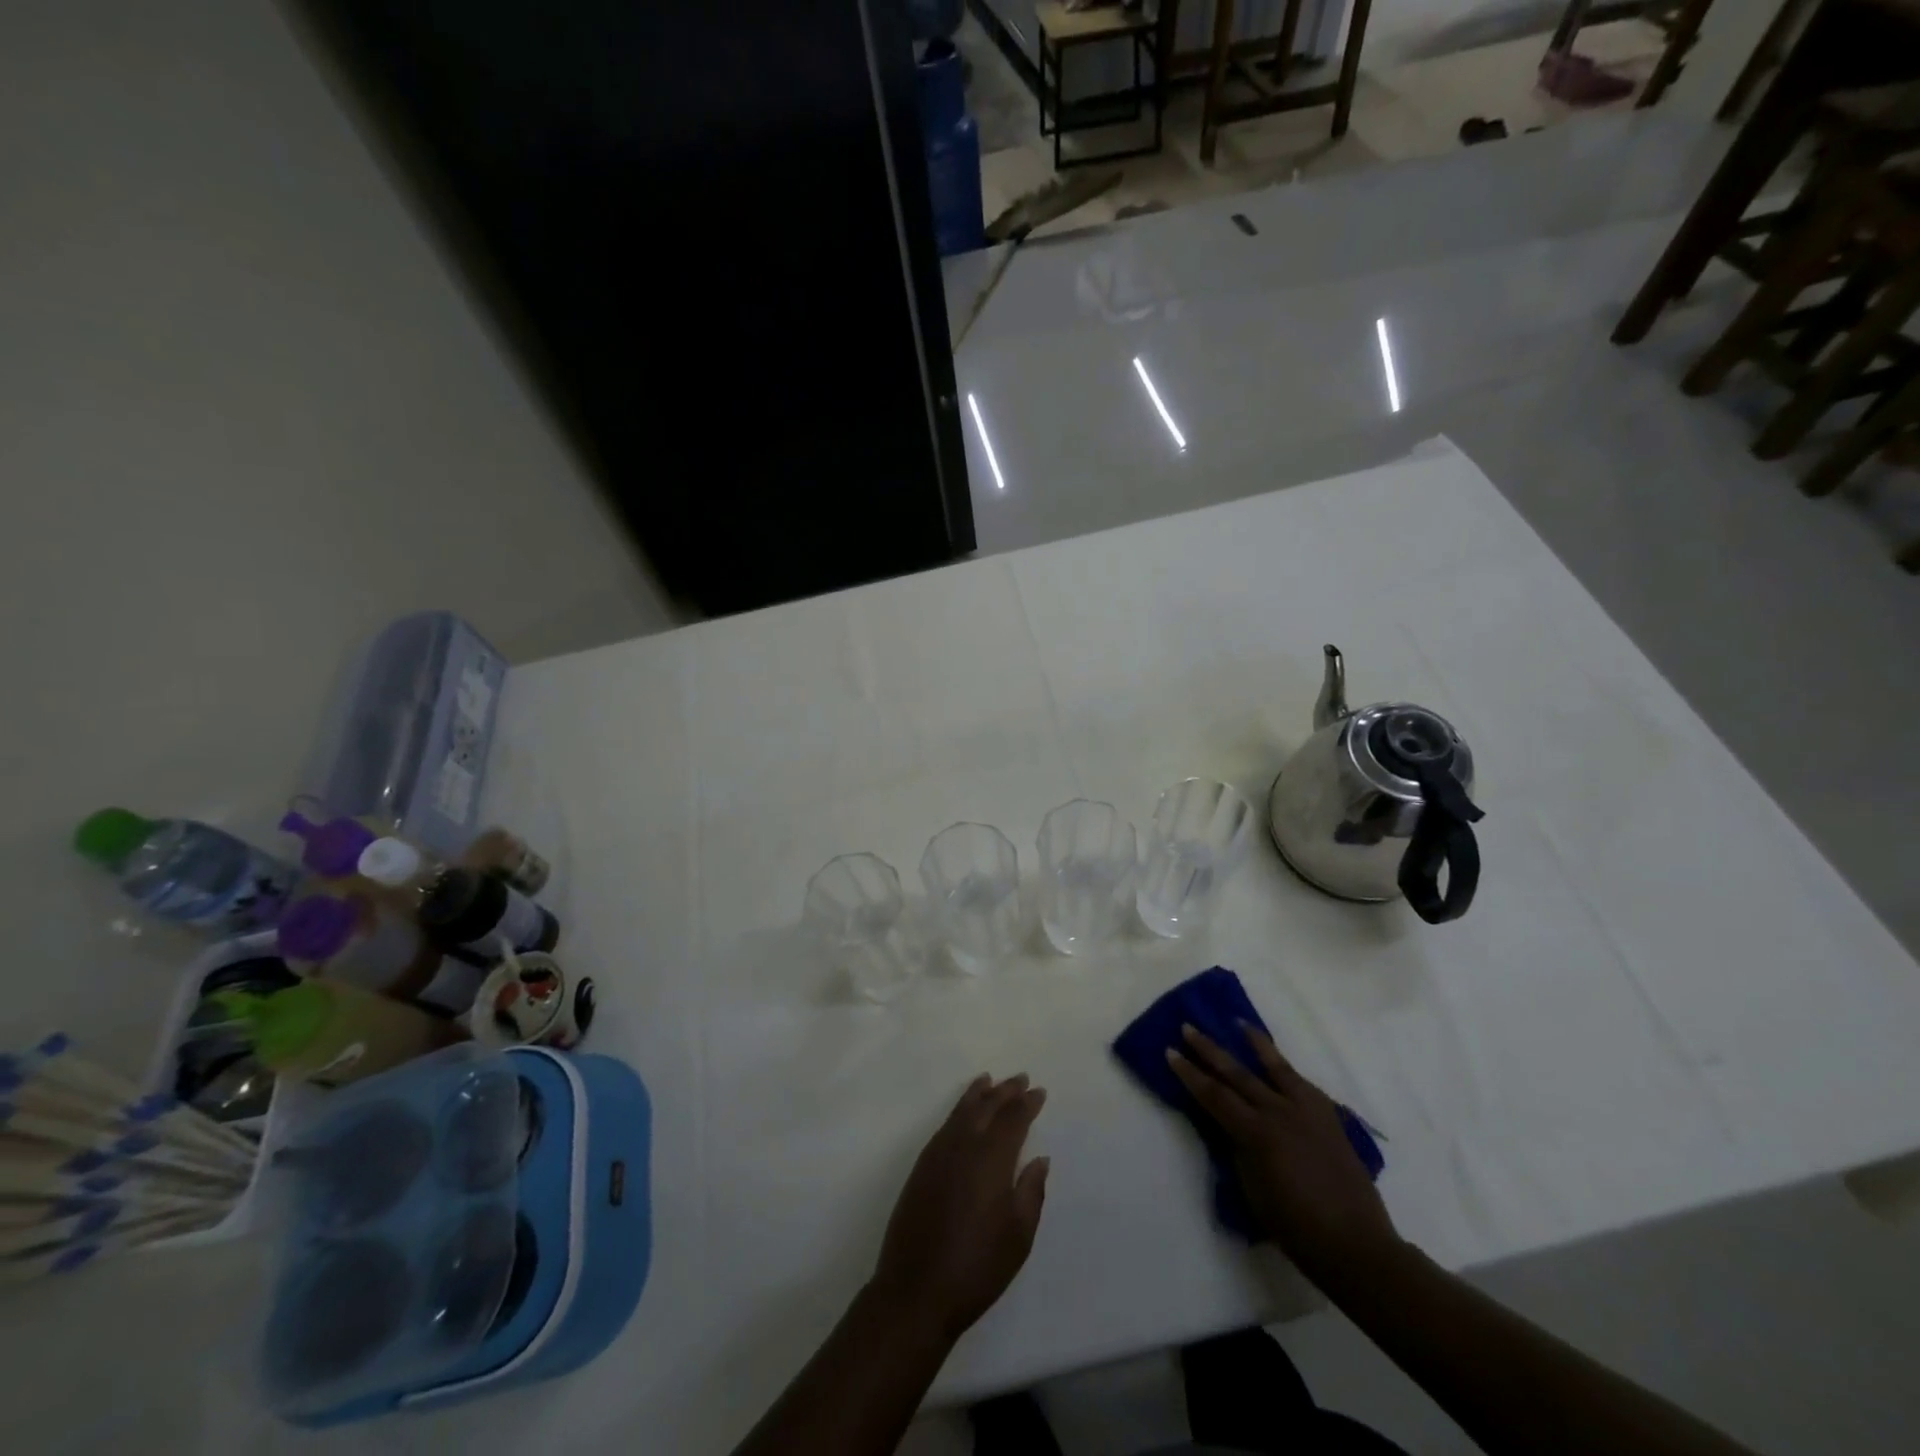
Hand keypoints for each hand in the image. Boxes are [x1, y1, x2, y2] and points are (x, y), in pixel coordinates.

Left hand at [870, 1073, 1049, 1341]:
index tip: (1039, 1092)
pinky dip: (959, 1109)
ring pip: (962, 1110)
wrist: (916, 1290)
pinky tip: (963, 1113)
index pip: (1013, 1119)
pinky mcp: (922, 1166)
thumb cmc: (977, 1267)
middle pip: (987, 1106)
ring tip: (990, 1081)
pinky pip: (946, 1124)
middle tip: (1020, 1078)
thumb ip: (1031, 1191)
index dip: (1027, 1103)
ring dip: (979, 1094)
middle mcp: (964, 1145)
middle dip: (1005, 1091)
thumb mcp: (1018, 1236)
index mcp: (991, 1158)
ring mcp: (938, 1153)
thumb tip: (1039, 1158)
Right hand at [1167, 1024, 1397, 1276]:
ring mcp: (1307, 1110)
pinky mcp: (1328, 1116)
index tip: (1170, 1052)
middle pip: (1237, 1072)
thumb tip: (1229, 1123)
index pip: (1214, 1094)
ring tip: (1238, 1023)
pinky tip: (1277, 1062)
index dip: (1189, 1073)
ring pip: (1275, 1066)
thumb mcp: (1252, 1189)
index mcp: (1257, 1133)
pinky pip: (1301, 1082)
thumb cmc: (1296, 1227)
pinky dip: (1284, 1067)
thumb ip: (1238, 1149)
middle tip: (1188, 1027)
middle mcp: (1280, 1112)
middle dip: (1209, 1049)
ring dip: (1254, 1043)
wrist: (1356, 1244)